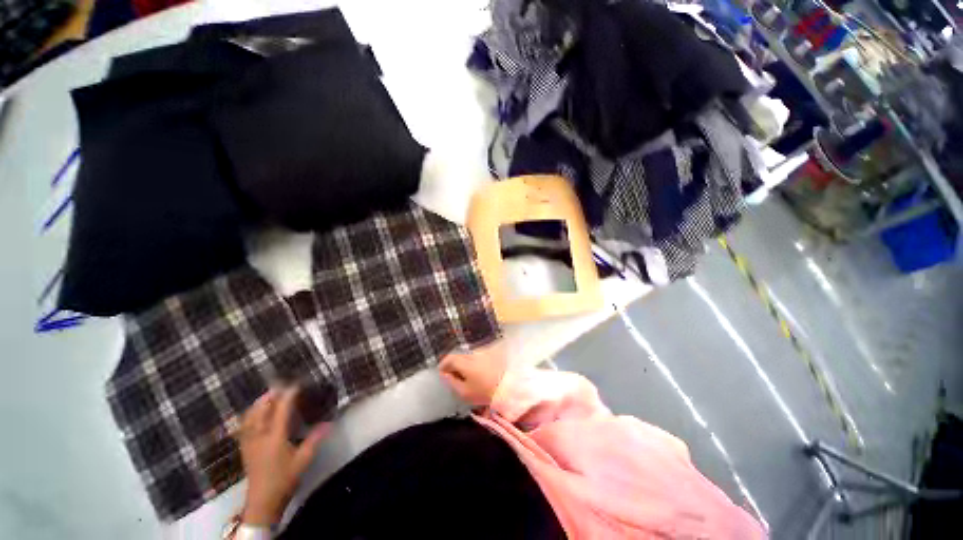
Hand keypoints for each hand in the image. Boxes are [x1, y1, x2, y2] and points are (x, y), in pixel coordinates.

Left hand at [236, 387, 329, 525]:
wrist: (263, 501)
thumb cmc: (285, 479)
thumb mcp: (303, 460)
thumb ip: (314, 440)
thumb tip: (328, 423)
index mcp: (275, 437)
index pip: (281, 411)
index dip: (288, 396)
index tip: (296, 385)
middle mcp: (259, 436)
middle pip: (260, 411)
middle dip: (269, 396)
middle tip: (280, 386)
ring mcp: (249, 443)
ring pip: (249, 418)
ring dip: (258, 404)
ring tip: (267, 396)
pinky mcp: (245, 449)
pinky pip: (243, 427)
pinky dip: (249, 416)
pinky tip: (253, 414)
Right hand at [439, 341, 507, 406]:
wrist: (510, 387)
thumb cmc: (485, 392)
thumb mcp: (465, 392)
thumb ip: (452, 382)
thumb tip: (445, 374)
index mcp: (465, 361)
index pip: (449, 358)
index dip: (443, 365)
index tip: (442, 373)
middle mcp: (473, 352)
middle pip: (459, 355)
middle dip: (454, 364)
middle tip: (453, 375)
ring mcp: (483, 351)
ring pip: (469, 355)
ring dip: (465, 362)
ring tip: (467, 375)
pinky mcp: (492, 352)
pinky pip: (479, 355)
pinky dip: (475, 361)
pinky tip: (478, 371)